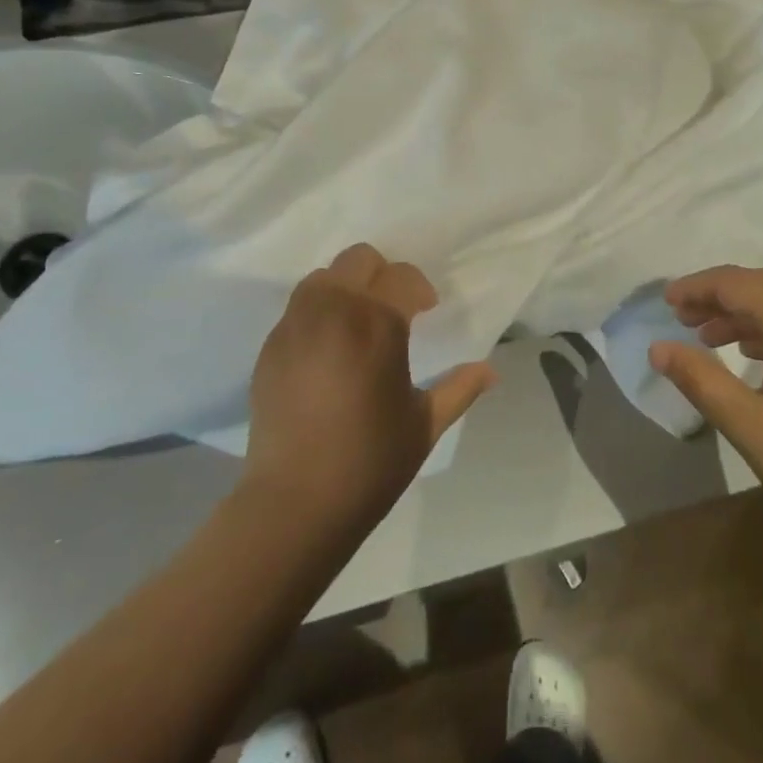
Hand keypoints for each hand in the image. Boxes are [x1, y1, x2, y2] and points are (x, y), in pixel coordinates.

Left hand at [245, 244, 496, 529]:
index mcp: (377, 322)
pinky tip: (327, 352)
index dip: (419, 290)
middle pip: (359, 259)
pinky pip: (298, 309)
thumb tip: (492, 371)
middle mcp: (333, 310)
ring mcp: (295, 325)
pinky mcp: (270, 346)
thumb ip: (460, 388)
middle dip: (382, 275)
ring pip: (323, 277)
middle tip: (394, 309)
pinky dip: (318, 314)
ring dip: (346, 288)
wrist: (294, 503)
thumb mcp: (424, 424)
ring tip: (357, 325)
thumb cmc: (370, 462)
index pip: (402, 276)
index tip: (427, 310)